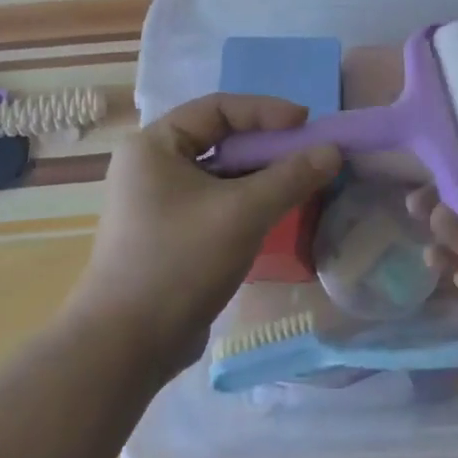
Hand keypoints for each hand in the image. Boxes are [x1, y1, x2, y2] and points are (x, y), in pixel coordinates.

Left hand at [68, 95, 339, 381]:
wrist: (125, 349)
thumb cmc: (179, 262)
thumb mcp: (242, 213)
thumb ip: (290, 177)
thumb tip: (333, 151)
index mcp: (154, 145)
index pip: (217, 108)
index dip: (265, 111)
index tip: (306, 122)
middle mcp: (151, 166)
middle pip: (220, 139)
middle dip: (266, 145)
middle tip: (308, 153)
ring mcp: (158, 202)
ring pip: (220, 174)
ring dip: (260, 175)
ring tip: (300, 182)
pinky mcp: (169, 234)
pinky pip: (215, 202)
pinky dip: (247, 201)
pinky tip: (276, 212)